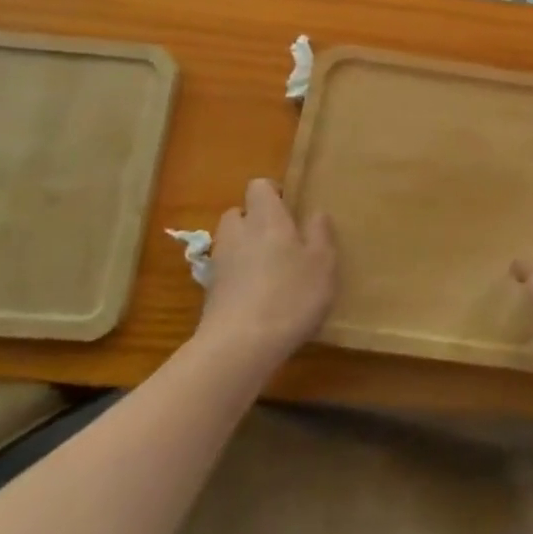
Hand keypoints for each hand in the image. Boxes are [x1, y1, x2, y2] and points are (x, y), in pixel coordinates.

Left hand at [196, 178, 336, 364]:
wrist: (239, 347)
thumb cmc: (290, 295)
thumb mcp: (323, 263)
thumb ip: (320, 233)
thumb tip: (315, 213)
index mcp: (266, 217)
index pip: (259, 186)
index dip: (273, 192)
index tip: (290, 209)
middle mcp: (238, 232)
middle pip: (239, 213)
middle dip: (255, 221)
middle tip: (280, 239)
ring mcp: (219, 263)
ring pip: (229, 242)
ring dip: (244, 248)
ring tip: (269, 270)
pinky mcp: (209, 293)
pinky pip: (225, 272)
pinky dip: (237, 277)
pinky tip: (257, 299)